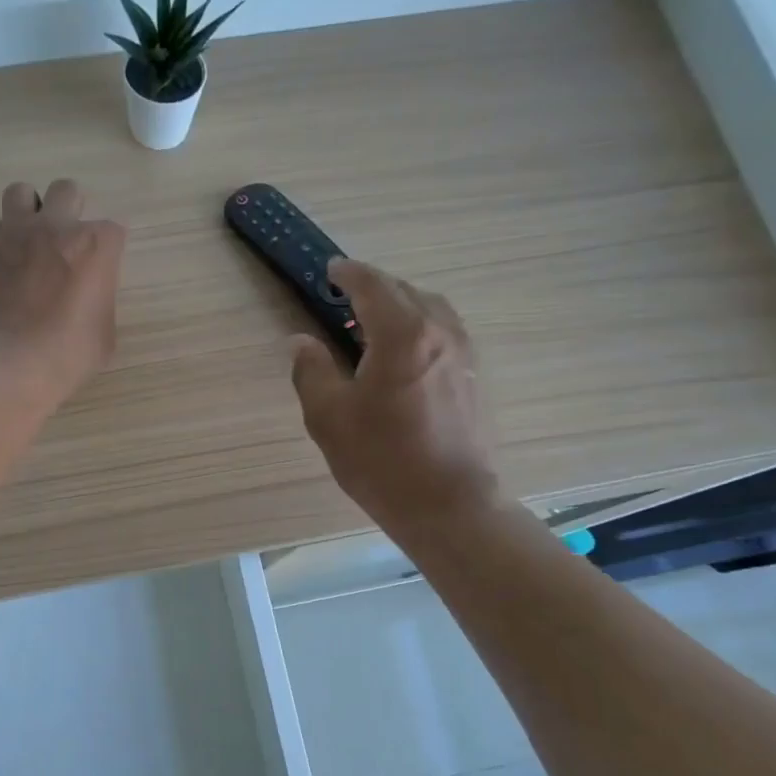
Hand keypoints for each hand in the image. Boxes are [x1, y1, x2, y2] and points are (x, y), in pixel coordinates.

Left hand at [0, 178, 126, 410]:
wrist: (7, 364)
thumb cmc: (67, 355)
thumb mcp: (104, 335)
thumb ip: (100, 301)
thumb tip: (89, 296)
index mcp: (96, 246)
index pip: (113, 231)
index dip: (107, 252)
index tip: (100, 272)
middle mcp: (56, 227)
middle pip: (68, 192)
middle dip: (71, 211)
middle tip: (66, 245)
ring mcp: (15, 232)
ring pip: (21, 192)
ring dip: (30, 211)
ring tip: (30, 240)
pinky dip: (0, 240)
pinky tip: (3, 264)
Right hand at [289, 259, 500, 528]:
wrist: (448, 504)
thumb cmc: (381, 460)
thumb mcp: (328, 416)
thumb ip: (311, 370)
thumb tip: (301, 341)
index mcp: (401, 334)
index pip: (373, 286)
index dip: (349, 274)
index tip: (330, 271)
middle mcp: (439, 332)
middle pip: (405, 291)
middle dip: (374, 287)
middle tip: (345, 298)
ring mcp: (463, 354)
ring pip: (431, 308)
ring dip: (401, 304)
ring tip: (374, 321)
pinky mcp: (474, 376)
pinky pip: (445, 330)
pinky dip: (420, 324)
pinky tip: (404, 351)